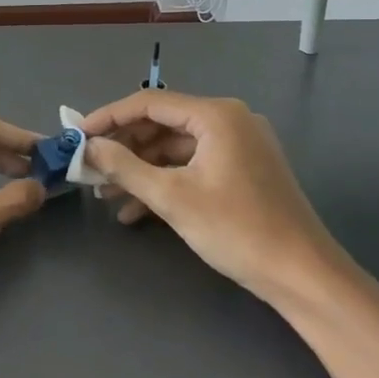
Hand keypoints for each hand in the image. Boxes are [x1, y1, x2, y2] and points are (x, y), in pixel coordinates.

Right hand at [79, 91, 359, 310]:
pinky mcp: (242, 169)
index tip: (77, 135)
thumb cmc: (236, 229)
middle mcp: (229, 120)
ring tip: (105, 193)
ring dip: (140, 169)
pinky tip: (136, 210)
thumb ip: (126, 167)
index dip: (108, 117)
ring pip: (175, 148)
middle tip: (89, 168)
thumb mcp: (173, 197)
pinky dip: (165, 182)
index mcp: (217, 115)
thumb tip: (89, 147)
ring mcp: (239, 145)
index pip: (149, 103)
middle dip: (123, 147)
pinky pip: (193, 165)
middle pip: (162, 124)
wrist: (302, 274)